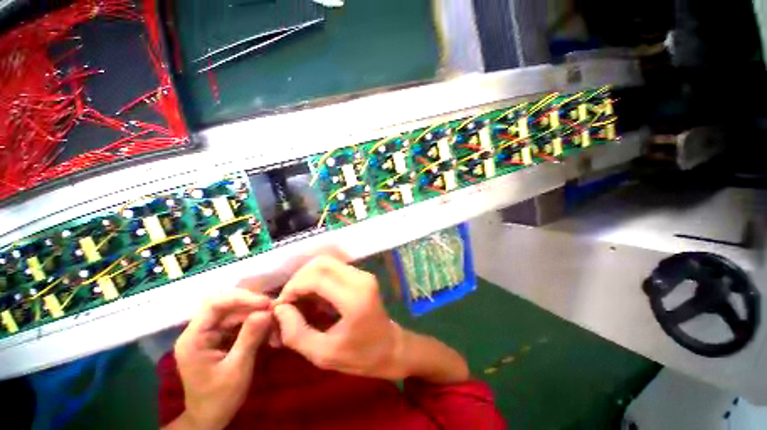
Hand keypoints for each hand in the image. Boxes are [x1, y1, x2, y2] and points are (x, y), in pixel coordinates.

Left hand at [169, 289, 271, 429]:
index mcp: (193, 338)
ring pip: (235, 313)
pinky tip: (268, 328)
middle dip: (252, 305)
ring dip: (256, 314)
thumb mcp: (237, 369)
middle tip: (274, 308)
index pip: (214, 305)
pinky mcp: (220, 339)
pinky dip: (255, 324)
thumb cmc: (219, 398)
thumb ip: (250, 338)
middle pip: (226, 306)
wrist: (210, 419)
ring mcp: (209, 335)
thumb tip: (266, 311)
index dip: (241, 298)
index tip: (265, 303)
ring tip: (274, 320)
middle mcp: (199, 332)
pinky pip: (239, 323)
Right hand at [272, 255, 468, 382]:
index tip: (281, 307)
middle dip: (299, 278)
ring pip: (327, 262)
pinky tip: (313, 297)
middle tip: (289, 301)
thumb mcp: (324, 355)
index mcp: (354, 298)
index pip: (316, 278)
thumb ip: (297, 333)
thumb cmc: (362, 357)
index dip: (293, 288)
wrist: (392, 348)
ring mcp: (363, 274)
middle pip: (321, 262)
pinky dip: (318, 279)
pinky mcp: (362, 275)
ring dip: (308, 277)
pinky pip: (334, 269)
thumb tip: (280, 309)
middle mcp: (360, 279)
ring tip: (298, 300)